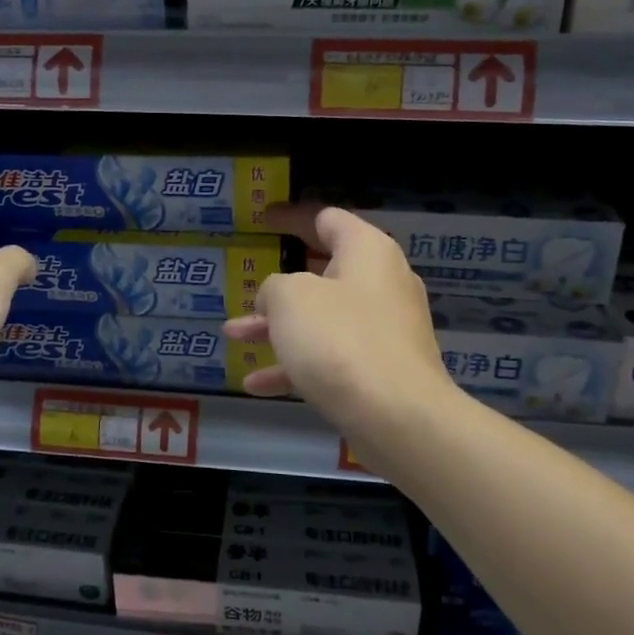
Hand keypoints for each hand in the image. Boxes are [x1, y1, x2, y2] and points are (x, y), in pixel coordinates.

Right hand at [222, 203, 456, 436]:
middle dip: (278, 284)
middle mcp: (381, 284)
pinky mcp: (380, 370)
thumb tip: (277, 299)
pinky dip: (295, 365)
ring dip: (276, 328)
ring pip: (321, 319)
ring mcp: (384, 330)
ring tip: (234, 335)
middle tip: (249, 283)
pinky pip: (330, 357)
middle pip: (323, 272)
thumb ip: (274, 287)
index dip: (291, 217)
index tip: (264, 220)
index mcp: (367, 252)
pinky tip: (255, 384)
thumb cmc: (340, 340)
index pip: (326, 219)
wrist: (399, 417)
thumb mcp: (290, 299)